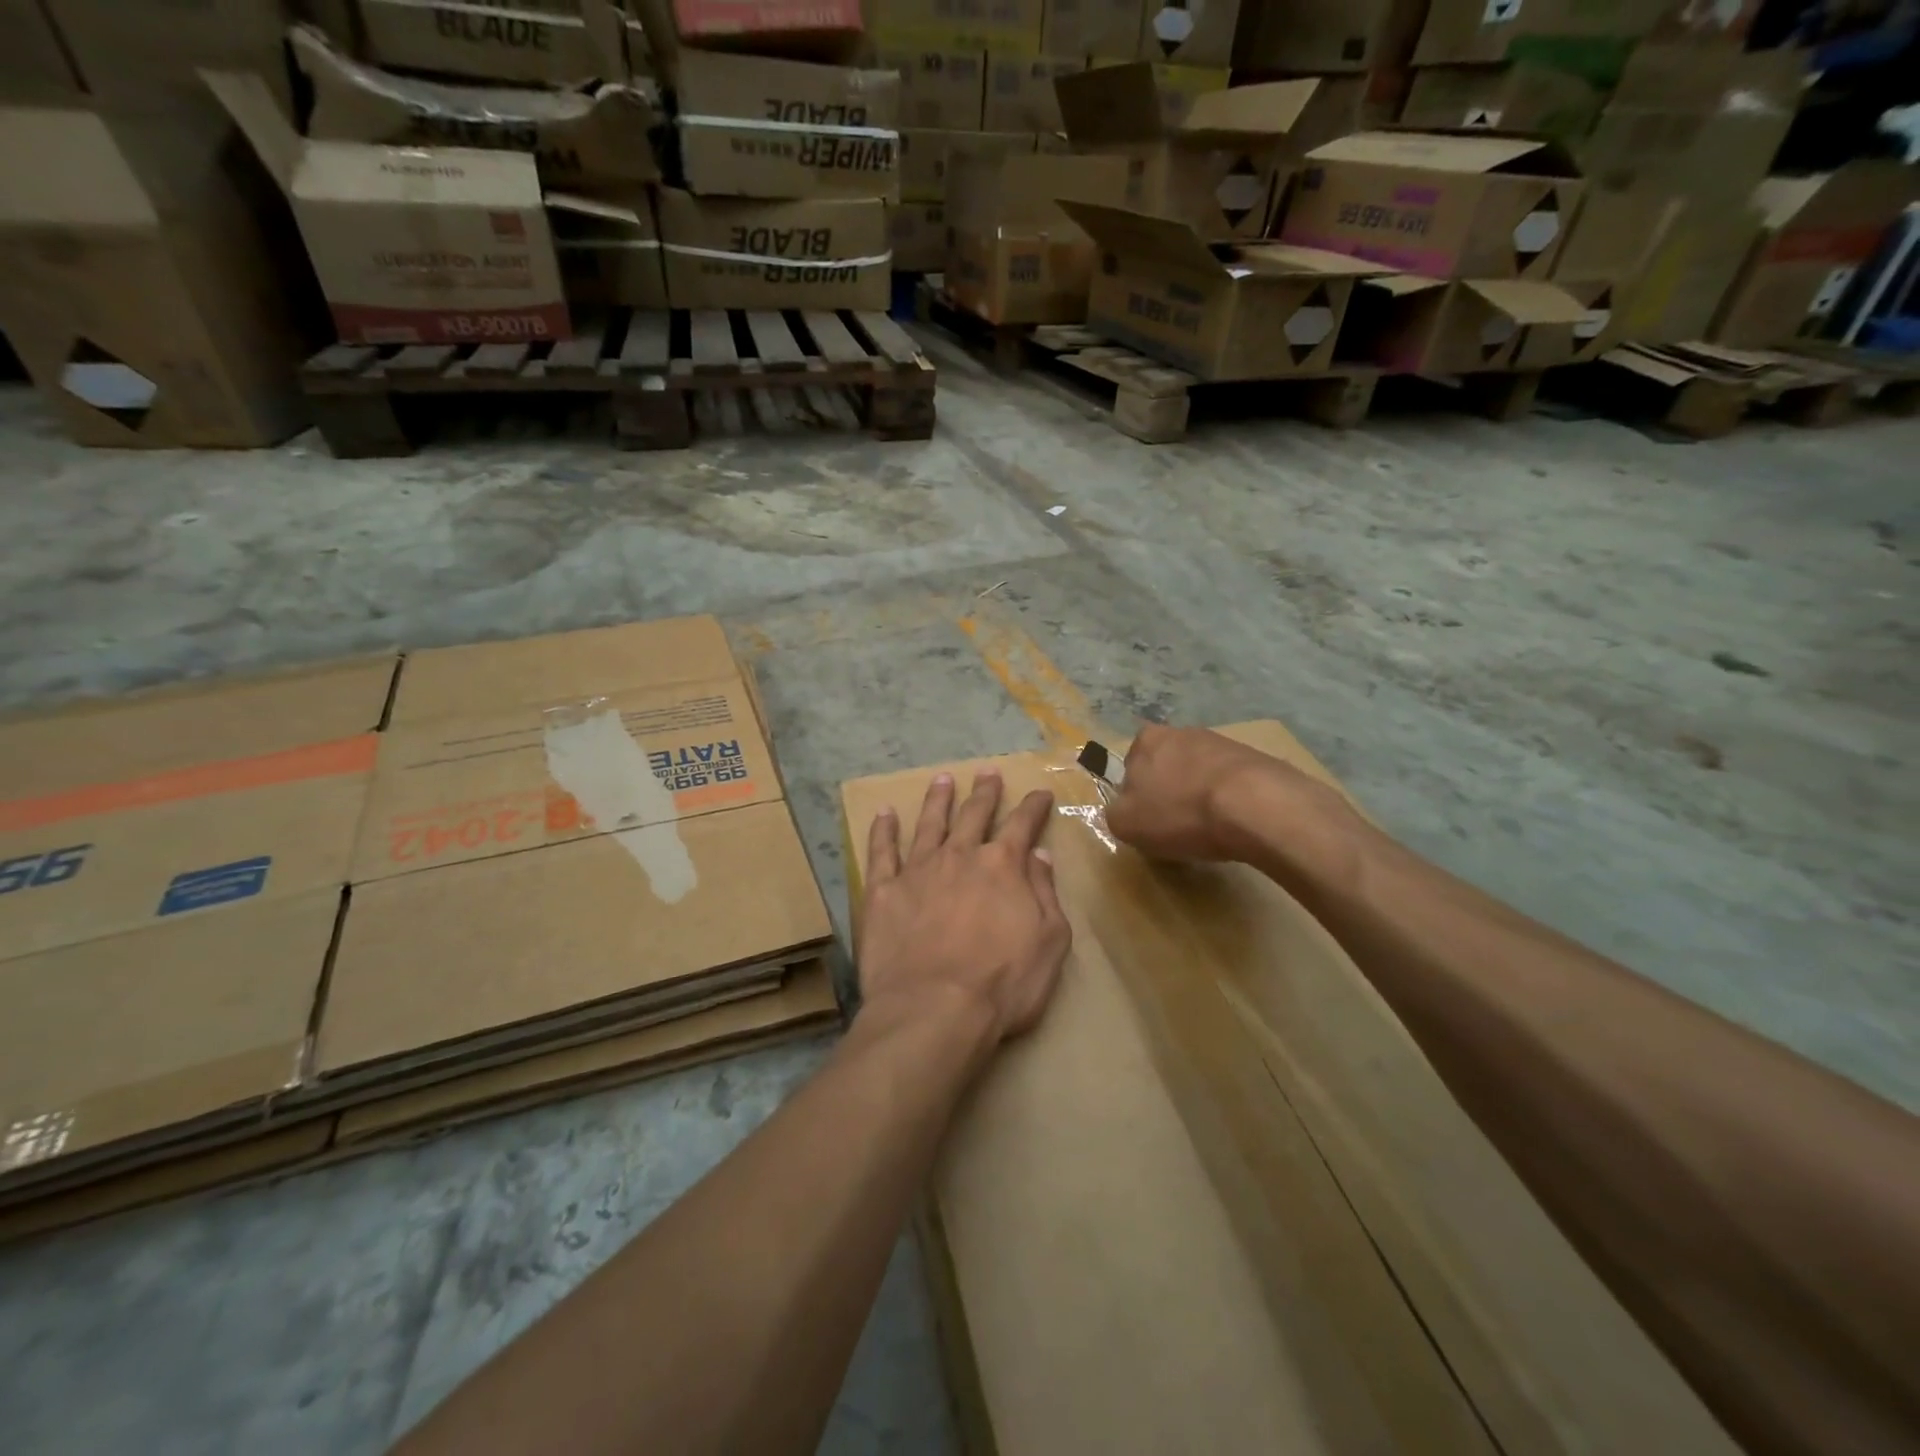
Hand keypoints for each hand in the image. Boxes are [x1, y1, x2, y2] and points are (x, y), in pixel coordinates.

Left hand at [859, 769, 1070, 1046]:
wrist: (934, 1009)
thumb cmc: (1002, 984)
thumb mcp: (1049, 942)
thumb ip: (1044, 893)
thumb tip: (1039, 855)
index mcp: (1002, 866)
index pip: (1023, 825)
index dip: (1033, 807)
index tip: (1040, 792)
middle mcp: (960, 857)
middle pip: (974, 815)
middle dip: (984, 792)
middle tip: (987, 773)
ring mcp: (918, 870)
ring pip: (930, 823)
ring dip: (938, 800)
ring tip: (942, 780)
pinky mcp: (883, 891)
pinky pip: (882, 852)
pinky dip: (883, 830)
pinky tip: (884, 813)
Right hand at [1106, 723, 1314, 861]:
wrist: (1254, 806)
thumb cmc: (1180, 812)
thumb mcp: (1126, 824)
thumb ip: (1115, 813)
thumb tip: (1125, 810)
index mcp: (1146, 740)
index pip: (1131, 767)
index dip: (1137, 796)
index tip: (1149, 820)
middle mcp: (1181, 731)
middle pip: (1167, 767)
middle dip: (1170, 792)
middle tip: (1178, 826)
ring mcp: (1221, 742)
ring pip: (1200, 774)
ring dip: (1201, 796)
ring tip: (1211, 829)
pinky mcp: (1255, 758)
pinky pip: (1231, 783)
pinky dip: (1230, 800)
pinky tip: (1236, 823)